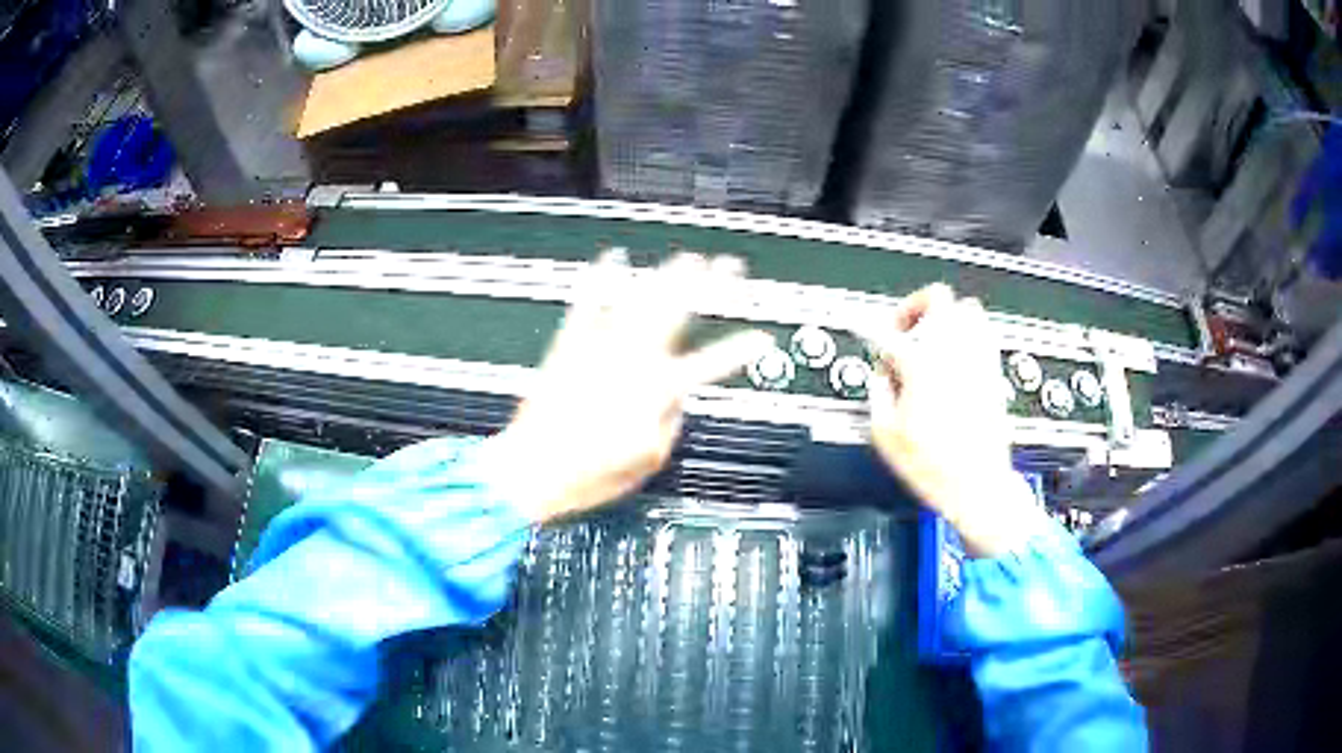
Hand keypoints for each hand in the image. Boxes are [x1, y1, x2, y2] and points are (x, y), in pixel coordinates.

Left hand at [485, 251, 772, 523]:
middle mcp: (631, 362)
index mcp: (655, 392)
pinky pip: (586, 304)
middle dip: (709, 286)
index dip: (741, 349)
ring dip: (666, 277)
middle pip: (678, 313)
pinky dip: (600, 279)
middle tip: (728, 267)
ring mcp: (598, 350)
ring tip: (686, 259)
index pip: (711, 363)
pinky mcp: (568, 347)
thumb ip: (669, 424)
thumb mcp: (646, 462)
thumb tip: (676, 401)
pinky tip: (611, 259)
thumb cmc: (587, 476)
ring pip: (639, 301)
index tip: (762, 337)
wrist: (529, 471)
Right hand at [860, 284, 1048, 556]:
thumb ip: (877, 393)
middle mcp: (954, 353)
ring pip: (967, 309)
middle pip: (938, 297)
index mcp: (921, 365)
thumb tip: (880, 374)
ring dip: (945, 317)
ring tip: (932, 338)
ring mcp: (978, 360)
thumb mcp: (885, 435)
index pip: (889, 331)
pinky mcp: (994, 372)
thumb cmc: (935, 467)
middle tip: (904, 327)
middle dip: (914, 306)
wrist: (978, 486)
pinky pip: (984, 333)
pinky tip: (956, 357)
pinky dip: (967, 335)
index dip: (871, 331)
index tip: (867, 335)